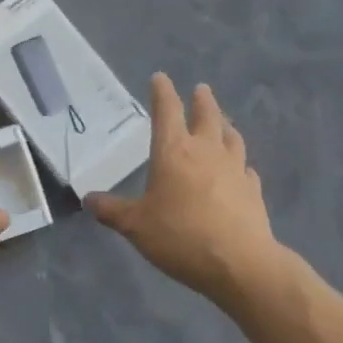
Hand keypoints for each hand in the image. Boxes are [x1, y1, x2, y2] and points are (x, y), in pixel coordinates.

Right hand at [87, 75, 280, 304]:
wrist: (239, 263)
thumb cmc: (180, 237)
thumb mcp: (135, 226)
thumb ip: (112, 211)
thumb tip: (88, 199)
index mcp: (174, 152)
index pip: (167, 111)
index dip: (162, 92)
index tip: (160, 78)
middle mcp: (206, 152)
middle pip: (207, 116)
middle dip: (202, 100)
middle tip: (201, 89)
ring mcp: (235, 169)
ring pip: (231, 137)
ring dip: (225, 125)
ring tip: (222, 122)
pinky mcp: (253, 190)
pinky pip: (245, 168)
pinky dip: (240, 163)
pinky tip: (240, 169)